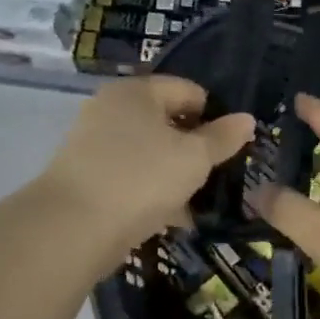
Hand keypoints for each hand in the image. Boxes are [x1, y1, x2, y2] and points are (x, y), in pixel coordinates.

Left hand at [39, 76, 254, 257]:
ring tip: (199, 200)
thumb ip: (223, 137)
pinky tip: (173, 217)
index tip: (231, 147)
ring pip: (150, 151)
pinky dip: (152, 190)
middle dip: (195, 148)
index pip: (189, 90)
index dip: (215, 115)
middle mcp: (111, 108)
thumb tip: (246, 119)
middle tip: (218, 174)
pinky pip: (131, 175)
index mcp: (137, 91)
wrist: (72, 228)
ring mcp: (94, 142)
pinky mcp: (86, 176)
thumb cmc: (141, 178)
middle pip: (167, 121)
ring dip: (175, 173)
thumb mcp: (194, 158)